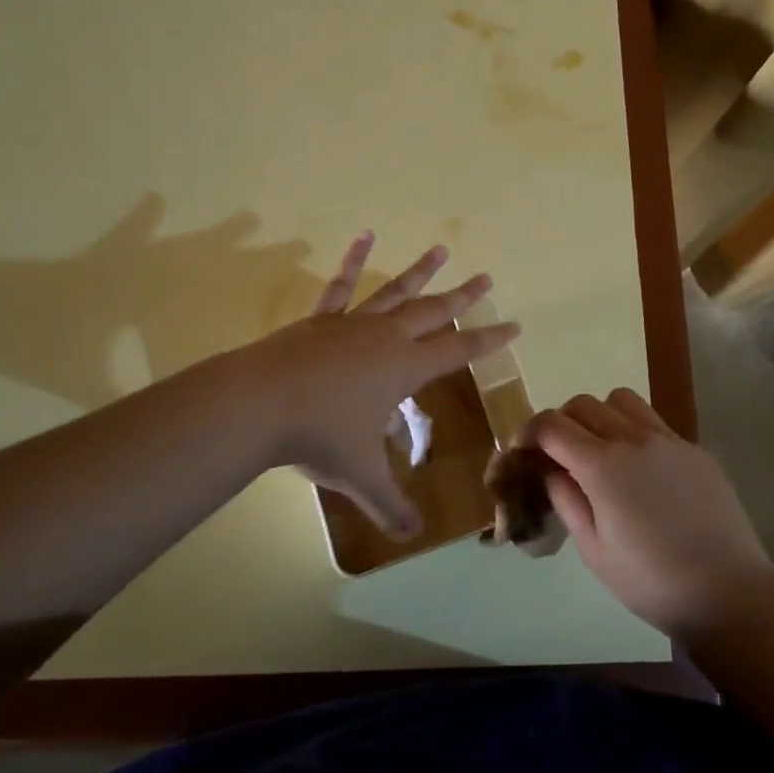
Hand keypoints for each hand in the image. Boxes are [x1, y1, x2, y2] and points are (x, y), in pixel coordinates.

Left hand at [241, 232, 519, 537]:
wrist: (259, 403)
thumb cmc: (319, 436)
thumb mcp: (360, 475)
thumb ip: (389, 505)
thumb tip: (411, 536)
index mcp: (404, 368)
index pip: (458, 351)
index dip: (488, 340)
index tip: (514, 326)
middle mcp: (385, 338)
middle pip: (434, 312)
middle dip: (463, 298)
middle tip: (487, 278)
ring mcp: (352, 323)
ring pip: (396, 292)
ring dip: (421, 272)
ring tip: (441, 250)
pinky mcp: (321, 319)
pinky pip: (343, 286)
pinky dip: (354, 260)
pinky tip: (364, 235)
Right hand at [530, 390, 773, 639]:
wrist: (728, 594)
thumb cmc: (651, 582)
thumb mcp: (594, 550)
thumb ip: (567, 500)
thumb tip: (553, 471)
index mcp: (602, 465)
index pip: (552, 425)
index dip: (528, 431)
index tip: (521, 449)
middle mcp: (633, 439)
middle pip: (583, 404)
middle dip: (561, 422)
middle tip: (559, 454)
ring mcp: (669, 440)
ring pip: (621, 400)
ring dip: (600, 416)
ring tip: (601, 450)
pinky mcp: (695, 450)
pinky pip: (655, 423)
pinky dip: (635, 432)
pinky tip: (643, 471)